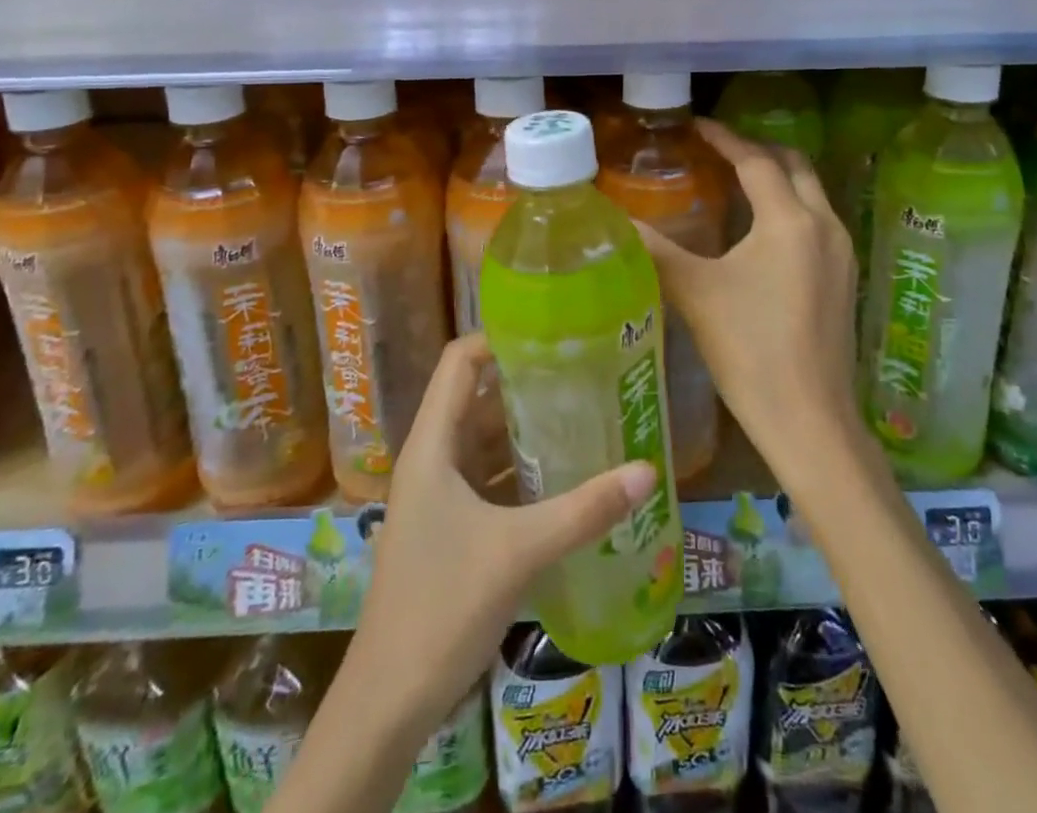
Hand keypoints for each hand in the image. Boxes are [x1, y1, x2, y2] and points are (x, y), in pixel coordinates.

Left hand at [346, 333, 659, 730]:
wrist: (388, 702)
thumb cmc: (442, 608)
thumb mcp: (519, 552)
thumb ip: (584, 510)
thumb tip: (648, 471)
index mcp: (432, 446)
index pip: (459, 362)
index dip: (498, 338)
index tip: (550, 333)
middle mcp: (432, 459)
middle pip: (476, 398)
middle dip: (525, 382)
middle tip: (582, 371)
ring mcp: (439, 496)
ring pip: (484, 441)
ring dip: (526, 428)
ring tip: (582, 413)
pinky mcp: (450, 528)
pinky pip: (489, 479)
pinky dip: (521, 470)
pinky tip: (563, 475)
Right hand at [637, 118, 861, 471]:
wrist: (809, 420)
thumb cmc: (750, 349)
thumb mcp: (697, 293)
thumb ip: (657, 249)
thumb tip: (618, 220)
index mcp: (790, 220)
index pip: (756, 161)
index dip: (724, 139)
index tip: (696, 126)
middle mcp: (825, 225)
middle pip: (794, 166)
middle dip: (757, 151)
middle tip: (718, 151)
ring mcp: (841, 252)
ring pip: (811, 193)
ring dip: (777, 178)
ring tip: (736, 182)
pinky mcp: (844, 278)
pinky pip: (817, 221)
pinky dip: (790, 207)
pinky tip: (761, 230)